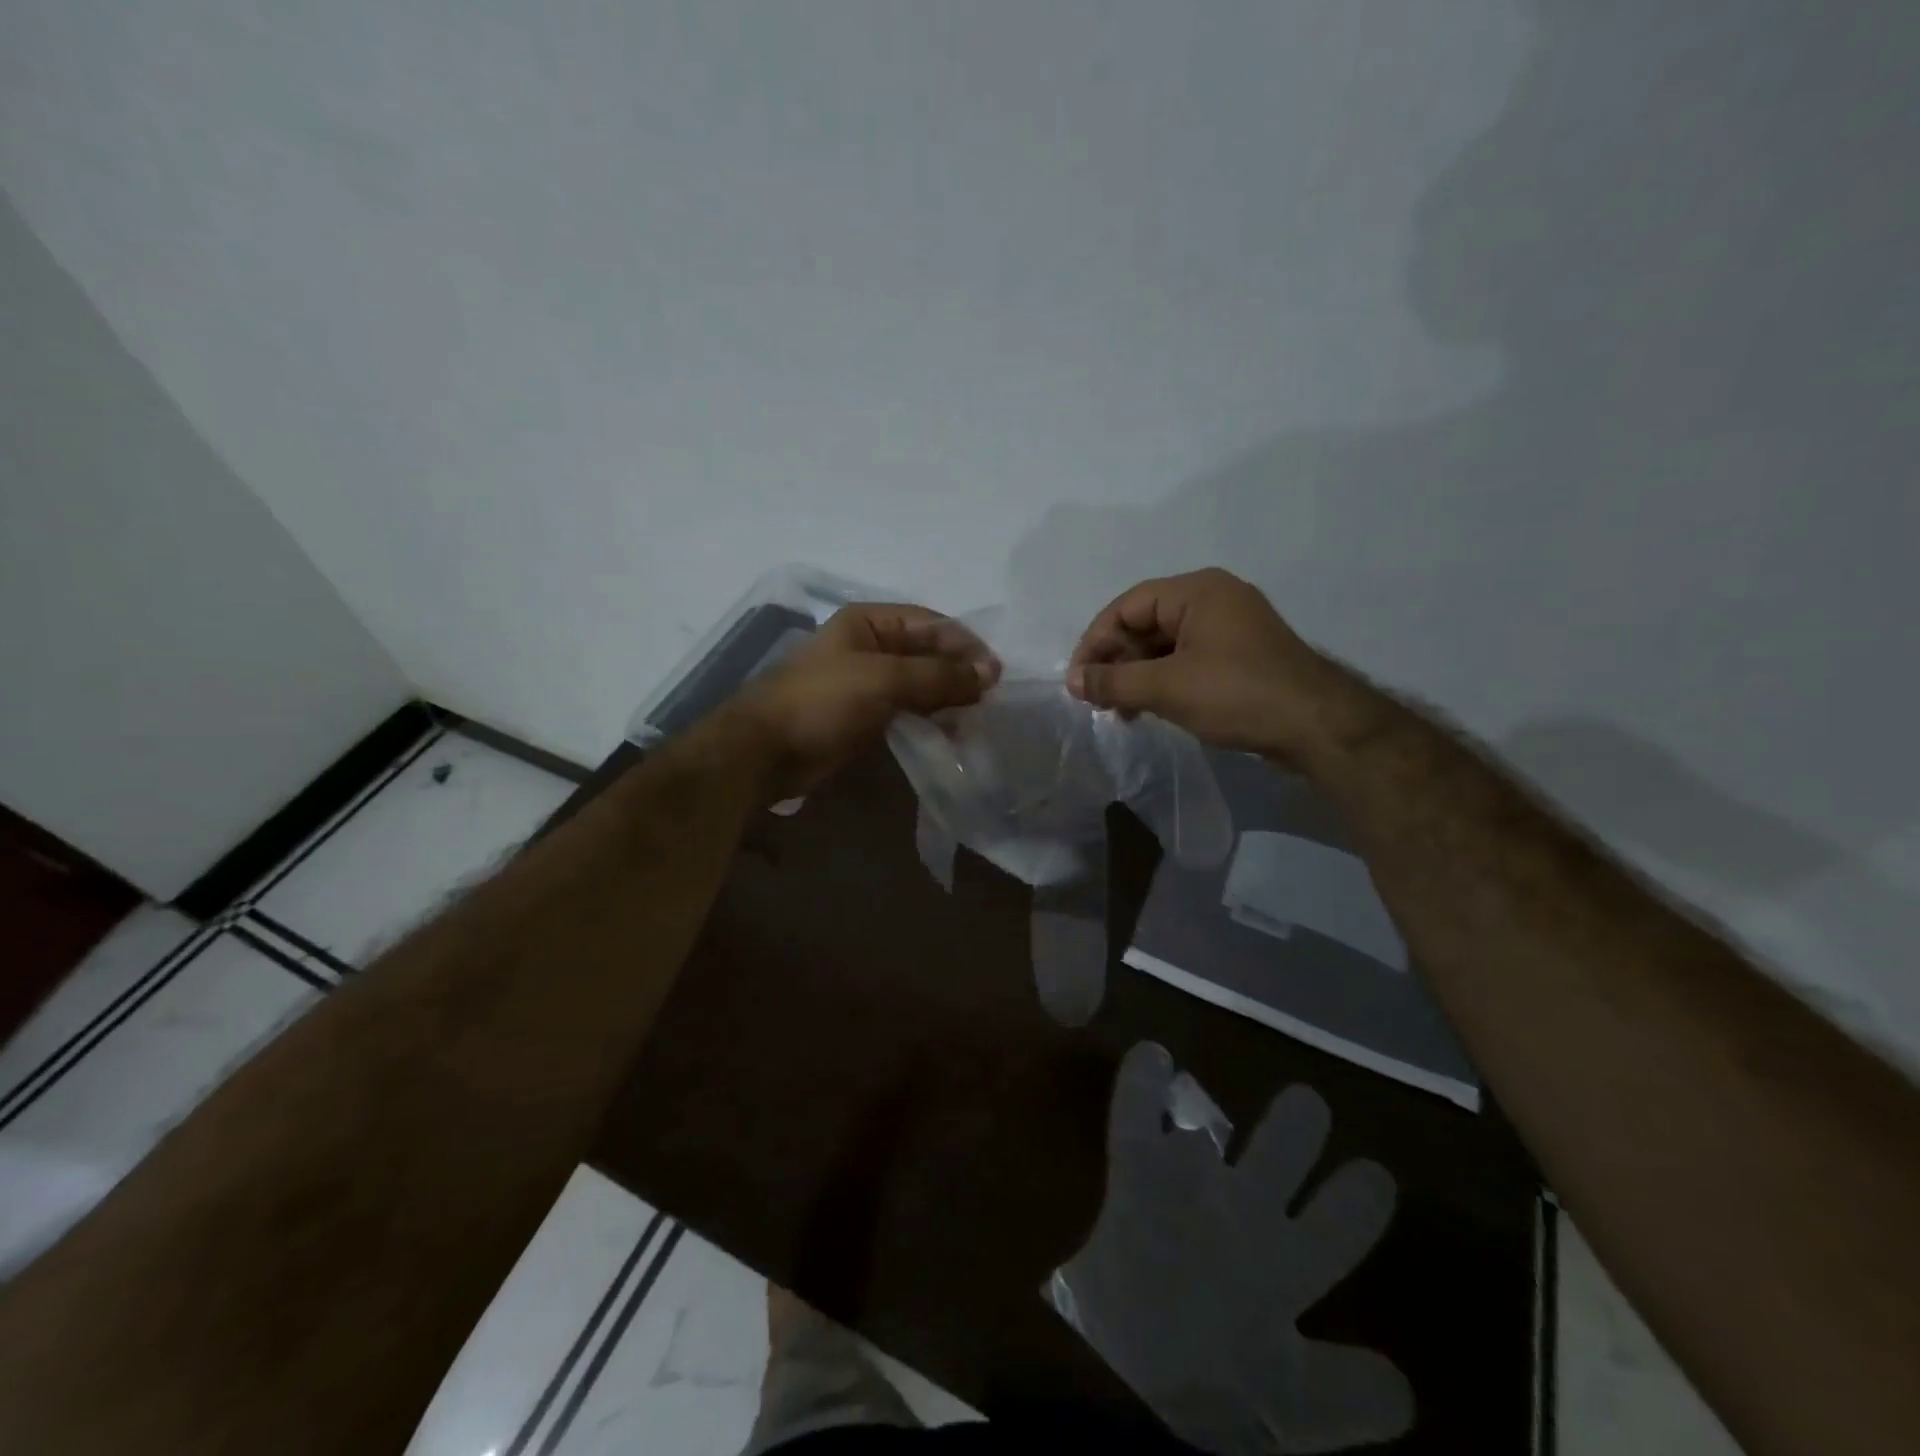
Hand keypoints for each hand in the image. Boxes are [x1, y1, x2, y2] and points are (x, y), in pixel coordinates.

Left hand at [734, 603, 999, 797]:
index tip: (996, 674)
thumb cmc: (822, 702)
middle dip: (960, 673)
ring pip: (922, 684)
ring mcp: (869, 682)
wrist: (767, 752)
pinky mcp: (867, 715)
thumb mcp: (884, 679)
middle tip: (992, 700)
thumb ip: (939, 675)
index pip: (932, 624)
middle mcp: (872, 646)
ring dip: (949, 698)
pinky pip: (910, 710)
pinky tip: (953, 733)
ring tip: (978, 719)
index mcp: (870, 622)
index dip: (966, 645)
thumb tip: (991, 672)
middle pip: (929, 653)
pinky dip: (932, 718)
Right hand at [1066, 568, 1339, 757]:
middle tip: (1098, 699)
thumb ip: (1113, 681)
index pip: (1127, 606)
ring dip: (1137, 675)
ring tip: (1121, 711)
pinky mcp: (1240, 655)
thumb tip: (1072, 681)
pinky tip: (1151, 709)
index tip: (1077, 680)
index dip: (1095, 642)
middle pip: (1145, 623)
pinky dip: (1163, 680)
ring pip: (1165, 644)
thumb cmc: (1236, 695)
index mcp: (1197, 591)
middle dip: (1117, 661)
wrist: (1317, 726)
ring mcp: (1230, 627)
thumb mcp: (1165, 688)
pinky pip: (1188, 659)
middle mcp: (1213, 599)